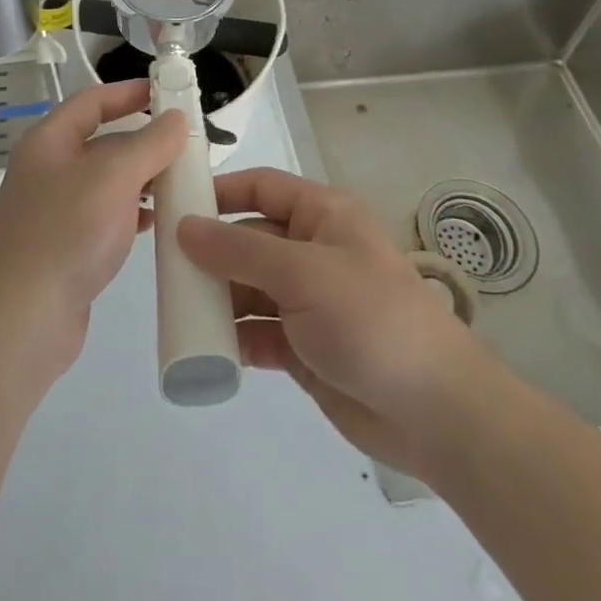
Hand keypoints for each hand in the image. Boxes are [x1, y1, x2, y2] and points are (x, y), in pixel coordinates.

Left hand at [0, 80, 186, 383]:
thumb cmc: (67, 232)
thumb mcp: (114, 176)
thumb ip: (149, 143)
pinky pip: (105, 216)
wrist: (22, 319)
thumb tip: (176, 118)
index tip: (167, 93)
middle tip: (187, 143)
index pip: (92, 102)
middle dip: (143, 139)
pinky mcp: (65, 247)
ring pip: (107, 181)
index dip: (128, 93)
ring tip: (181, 181)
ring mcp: (55, 210)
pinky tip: (157, 221)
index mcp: (49, 141)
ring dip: (143, 178)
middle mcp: (48, 169)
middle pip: (102, 141)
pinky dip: (132, 212)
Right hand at [177, 168, 481, 475]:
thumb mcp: (302, 273)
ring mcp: (309, 301)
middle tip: (164, 269)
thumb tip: (184, 227)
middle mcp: (313, 251)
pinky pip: (258, 332)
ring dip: (218, 298)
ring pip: (249, 288)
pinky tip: (207, 348)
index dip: (220, 191)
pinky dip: (234, 338)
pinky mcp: (305, 347)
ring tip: (177, 310)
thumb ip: (239, 250)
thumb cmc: (370, 318)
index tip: (174, 204)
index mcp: (322, 216)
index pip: (261, 187)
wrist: (435, 413)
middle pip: (249, 239)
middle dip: (210, 252)